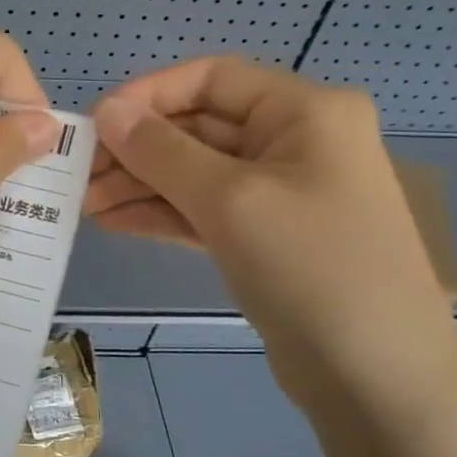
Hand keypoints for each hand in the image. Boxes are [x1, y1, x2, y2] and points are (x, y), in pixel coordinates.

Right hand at [86, 57, 456, 411]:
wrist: (378, 378)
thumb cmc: (311, 267)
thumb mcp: (229, 199)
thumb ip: (161, 151)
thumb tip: (106, 110)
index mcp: (304, 111)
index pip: (212, 78)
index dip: (149, 95)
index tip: (95, 123)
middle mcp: (295, 141)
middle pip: (199, 127)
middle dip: (137, 149)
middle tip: (78, 174)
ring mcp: (281, 193)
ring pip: (196, 172)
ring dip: (140, 184)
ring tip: (84, 203)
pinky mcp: (265, 238)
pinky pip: (204, 210)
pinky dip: (161, 213)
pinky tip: (114, 221)